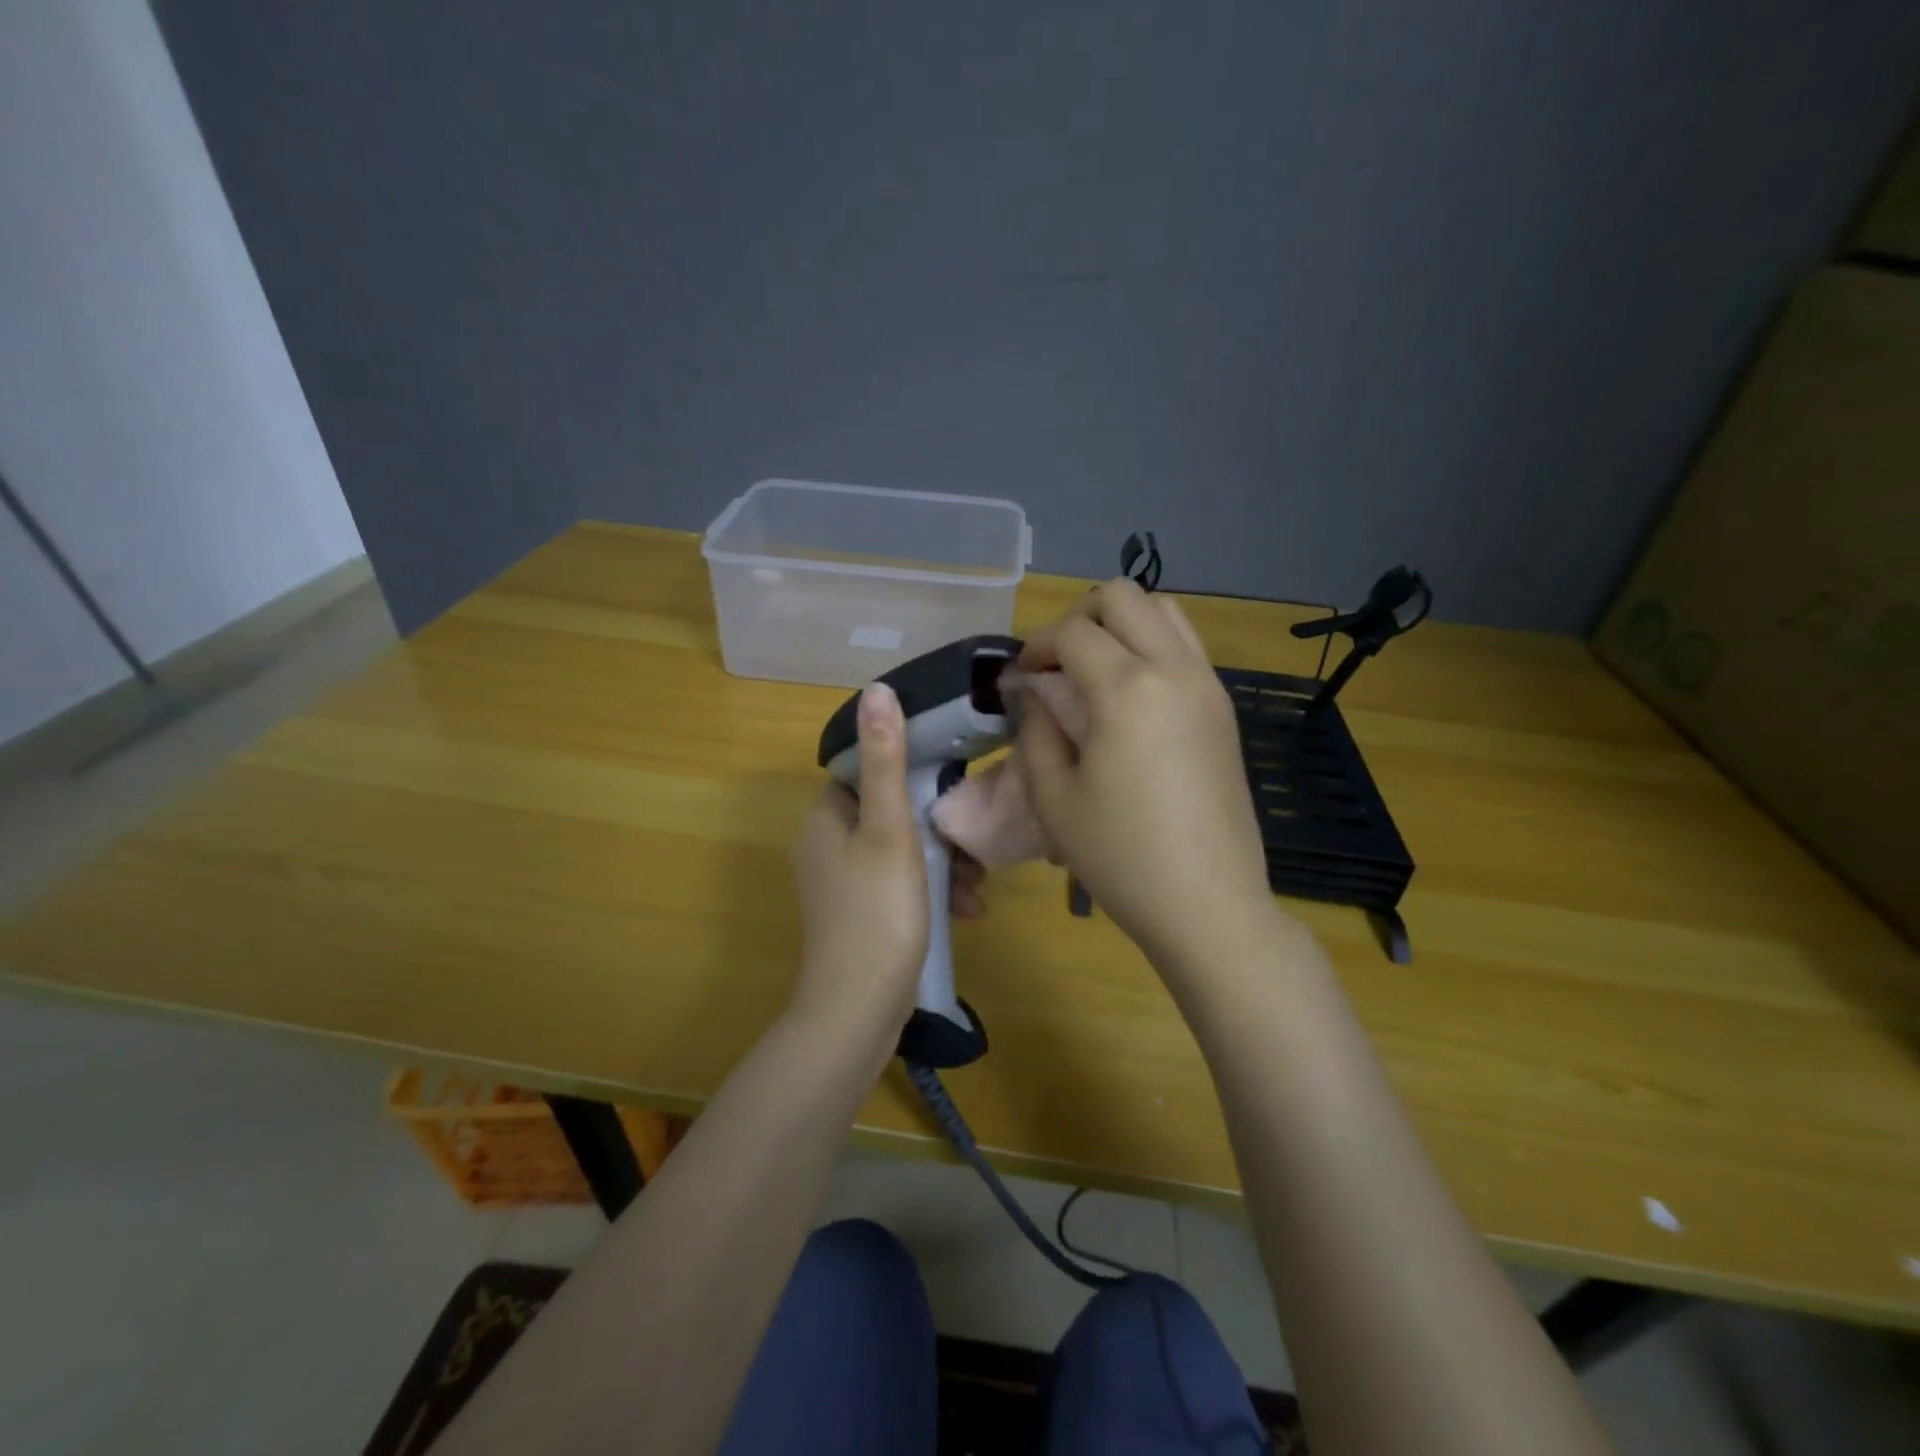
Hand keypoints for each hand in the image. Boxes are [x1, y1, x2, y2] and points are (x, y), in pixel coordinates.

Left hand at [789, 683, 984, 1034]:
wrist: (858, 1010)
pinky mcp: (860, 915)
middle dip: (937, 827)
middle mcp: (825, 845)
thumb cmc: (877, 910)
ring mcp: (841, 884)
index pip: (866, 771)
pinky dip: (931, 891)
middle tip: (973, 843)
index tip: (950, 782)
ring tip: (977, 885)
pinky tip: (967, 910)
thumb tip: (876, 690)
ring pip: (900, 851)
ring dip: (942, 863)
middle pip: (889, 813)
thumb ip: (886, 761)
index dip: (909, 771)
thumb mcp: (889, 829)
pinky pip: (899, 885)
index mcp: (824, 818)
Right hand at [1015, 580, 1272, 967]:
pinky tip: (1130, 695)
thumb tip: (1032, 691)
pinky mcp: (1223, 708)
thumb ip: (1036, 729)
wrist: (1208, 902)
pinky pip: (1186, 646)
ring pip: (1164, 610)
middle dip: (1078, 616)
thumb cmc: (1120, 856)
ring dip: (1121, 623)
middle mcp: (1173, 670)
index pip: (1072, 632)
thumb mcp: (1055, 797)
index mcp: (1126, 689)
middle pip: (1123, 597)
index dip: (1036, 646)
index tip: (1020, 677)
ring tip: (1093, 669)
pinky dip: (1152, 645)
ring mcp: (1207, 685)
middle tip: (1055, 662)